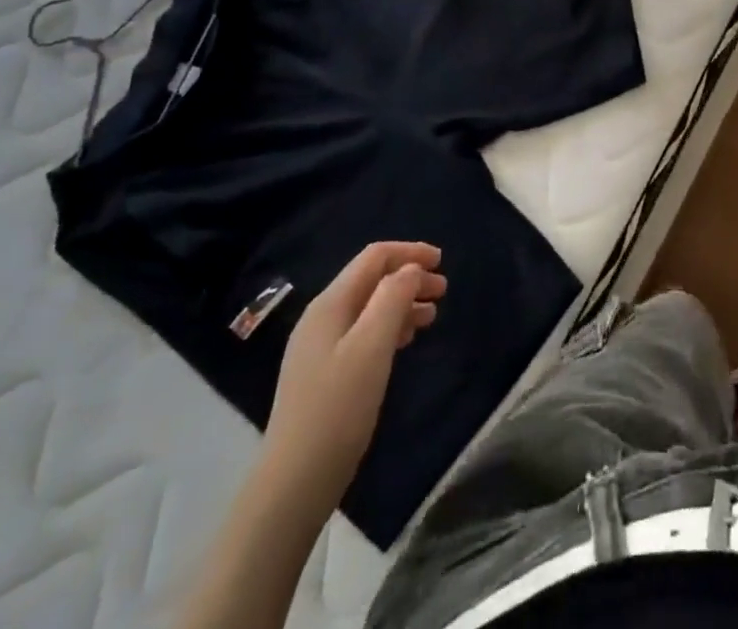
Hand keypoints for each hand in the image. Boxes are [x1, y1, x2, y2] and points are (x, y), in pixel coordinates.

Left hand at [261, 242, 447, 510]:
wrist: (294, 484)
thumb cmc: (337, 409)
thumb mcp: (371, 347)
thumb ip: (392, 299)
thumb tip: (410, 270)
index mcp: (330, 305)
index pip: (373, 258)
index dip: (409, 252)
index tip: (442, 261)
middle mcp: (322, 318)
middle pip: (371, 281)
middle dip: (409, 278)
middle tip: (443, 291)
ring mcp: (320, 348)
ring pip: (369, 308)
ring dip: (402, 304)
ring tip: (432, 316)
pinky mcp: (324, 375)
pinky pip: (363, 334)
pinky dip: (389, 328)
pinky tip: (405, 342)